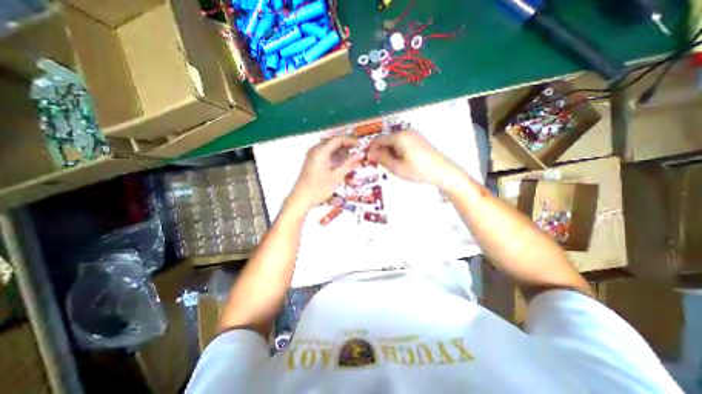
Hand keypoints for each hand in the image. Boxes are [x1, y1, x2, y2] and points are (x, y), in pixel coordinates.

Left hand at [288, 135, 361, 210]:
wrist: (301, 199)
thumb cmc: (318, 188)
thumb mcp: (336, 176)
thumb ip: (349, 164)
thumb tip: (360, 154)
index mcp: (320, 151)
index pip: (338, 139)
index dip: (350, 141)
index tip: (360, 146)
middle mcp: (315, 150)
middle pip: (334, 144)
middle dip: (346, 148)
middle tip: (357, 155)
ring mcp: (313, 156)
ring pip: (330, 150)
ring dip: (341, 155)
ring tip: (352, 162)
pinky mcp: (312, 163)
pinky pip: (326, 156)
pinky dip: (335, 159)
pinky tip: (342, 166)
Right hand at [366, 131, 463, 188]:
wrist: (442, 171)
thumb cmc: (417, 170)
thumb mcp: (396, 167)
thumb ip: (381, 159)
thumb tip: (369, 154)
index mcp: (399, 136)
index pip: (378, 139)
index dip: (371, 149)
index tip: (367, 159)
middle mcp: (405, 131)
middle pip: (386, 139)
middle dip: (380, 150)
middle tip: (379, 164)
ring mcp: (414, 134)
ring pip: (394, 141)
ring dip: (388, 151)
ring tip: (390, 164)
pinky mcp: (419, 139)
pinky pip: (402, 142)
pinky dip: (397, 150)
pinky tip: (400, 161)